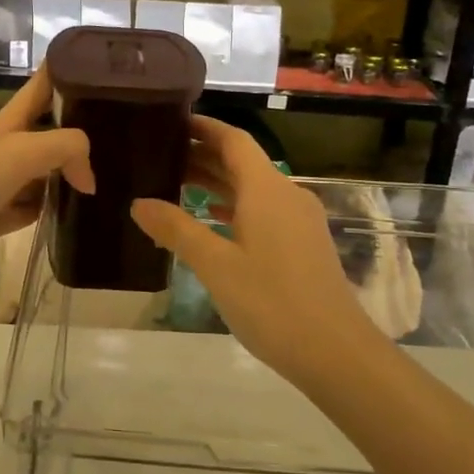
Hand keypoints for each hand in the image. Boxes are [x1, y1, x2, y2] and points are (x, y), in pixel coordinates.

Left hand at [0, 68, 93, 300]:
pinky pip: (36, 205)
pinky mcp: (0, 216)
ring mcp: (2, 183)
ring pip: (46, 169)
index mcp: (7, 122)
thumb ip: (66, 148)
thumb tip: (88, 177)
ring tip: (112, 173)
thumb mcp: (22, 152)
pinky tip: (79, 210)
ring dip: (72, 170)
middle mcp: (5, 146)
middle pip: (49, 128)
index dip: (69, 70)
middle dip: (81, 127)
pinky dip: (56, 206)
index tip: (106, 69)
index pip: (42, 84)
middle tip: (122, 133)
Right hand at [131, 116, 380, 382]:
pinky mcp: (303, 244)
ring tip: (176, 185)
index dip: (204, 128)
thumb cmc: (271, 302)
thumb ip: (176, 230)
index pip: (233, 140)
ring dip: (217, 183)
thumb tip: (139, 203)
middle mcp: (286, 195)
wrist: (334, 351)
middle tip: (161, 157)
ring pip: (253, 189)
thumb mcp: (215, 266)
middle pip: (242, 163)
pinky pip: (263, 211)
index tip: (172, 122)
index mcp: (267, 190)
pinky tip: (212, 220)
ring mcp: (299, 220)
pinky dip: (235, 208)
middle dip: (204, 156)